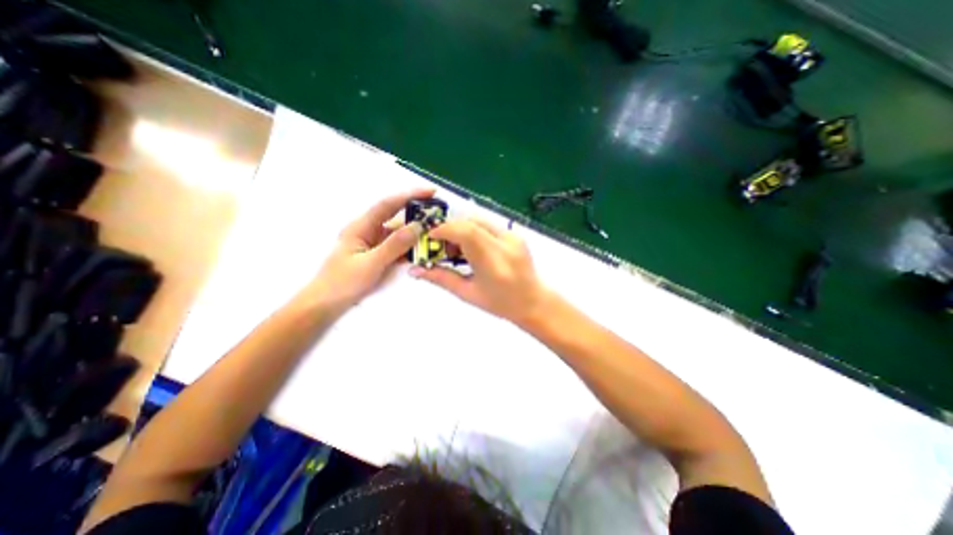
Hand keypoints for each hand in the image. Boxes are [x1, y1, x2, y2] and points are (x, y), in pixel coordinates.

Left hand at [305, 189, 431, 311]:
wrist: (324, 306)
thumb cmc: (342, 283)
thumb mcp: (370, 264)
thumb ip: (395, 245)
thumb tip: (418, 226)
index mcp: (361, 227)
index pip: (388, 205)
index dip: (409, 195)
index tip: (431, 192)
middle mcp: (368, 231)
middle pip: (395, 217)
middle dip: (416, 213)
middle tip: (438, 215)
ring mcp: (373, 245)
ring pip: (398, 234)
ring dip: (415, 233)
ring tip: (435, 234)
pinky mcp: (377, 256)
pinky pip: (397, 248)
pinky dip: (410, 248)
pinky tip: (422, 251)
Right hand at [410, 216, 552, 323]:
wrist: (533, 301)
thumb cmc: (501, 303)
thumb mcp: (468, 293)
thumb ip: (441, 278)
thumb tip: (414, 270)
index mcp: (493, 262)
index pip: (466, 232)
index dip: (444, 229)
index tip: (430, 238)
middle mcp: (505, 244)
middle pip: (471, 221)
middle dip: (450, 229)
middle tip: (442, 246)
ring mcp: (513, 236)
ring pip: (479, 220)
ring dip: (462, 229)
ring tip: (457, 250)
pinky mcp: (515, 234)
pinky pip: (488, 225)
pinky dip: (474, 231)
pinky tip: (472, 248)